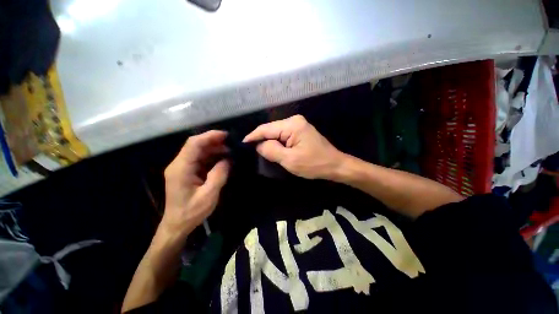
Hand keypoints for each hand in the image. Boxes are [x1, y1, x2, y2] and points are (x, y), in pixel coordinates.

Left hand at [160, 130, 229, 237]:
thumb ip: (219, 175)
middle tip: (231, 143)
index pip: (194, 144)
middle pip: (196, 145)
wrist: (177, 225)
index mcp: (181, 168)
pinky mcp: (186, 172)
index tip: (226, 135)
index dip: (210, 136)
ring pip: (198, 151)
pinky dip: (212, 157)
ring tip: (230, 151)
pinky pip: (200, 159)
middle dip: (214, 141)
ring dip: (214, 149)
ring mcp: (182, 168)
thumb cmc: (191, 212)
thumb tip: (228, 160)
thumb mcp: (209, 195)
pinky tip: (222, 159)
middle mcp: (179, 164)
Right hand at [243, 115, 344, 178]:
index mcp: (292, 125)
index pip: (266, 129)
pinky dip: (276, 143)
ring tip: (257, 150)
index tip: (242, 144)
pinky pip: (283, 136)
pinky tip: (271, 149)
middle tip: (249, 150)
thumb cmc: (314, 164)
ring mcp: (298, 125)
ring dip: (268, 142)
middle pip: (271, 129)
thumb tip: (259, 145)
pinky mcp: (300, 131)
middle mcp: (294, 121)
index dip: (253, 136)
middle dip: (260, 140)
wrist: (335, 165)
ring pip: (276, 133)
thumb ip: (271, 150)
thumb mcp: (290, 160)